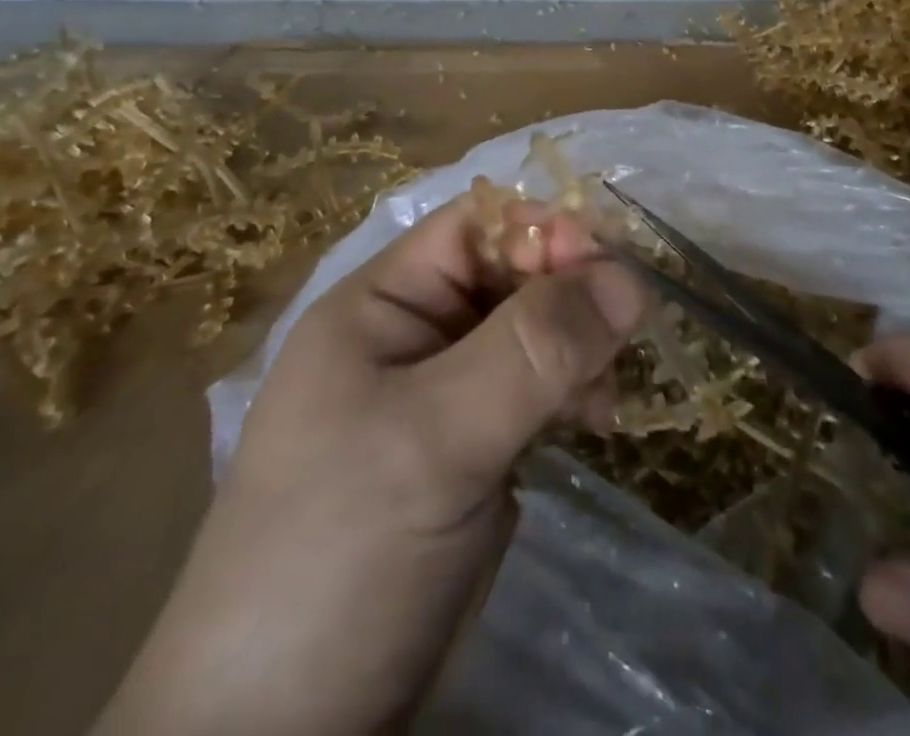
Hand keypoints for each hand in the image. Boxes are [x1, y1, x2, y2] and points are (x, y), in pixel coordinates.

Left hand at [95, 198, 645, 735]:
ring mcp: (443, 392)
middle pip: (512, 273)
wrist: (278, 734)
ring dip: (577, 349)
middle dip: (570, 297)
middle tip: (616, 347)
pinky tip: (591, 425)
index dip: (544, 231)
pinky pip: (535, 388)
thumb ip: (533, 351)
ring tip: (601, 402)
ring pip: (532, 331)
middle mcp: (414, 333)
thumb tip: (631, 279)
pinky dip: (569, 393)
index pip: (477, 225)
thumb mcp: (436, 438)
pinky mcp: (469, 446)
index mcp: (384, 302)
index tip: (609, 273)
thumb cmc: (341, 552)